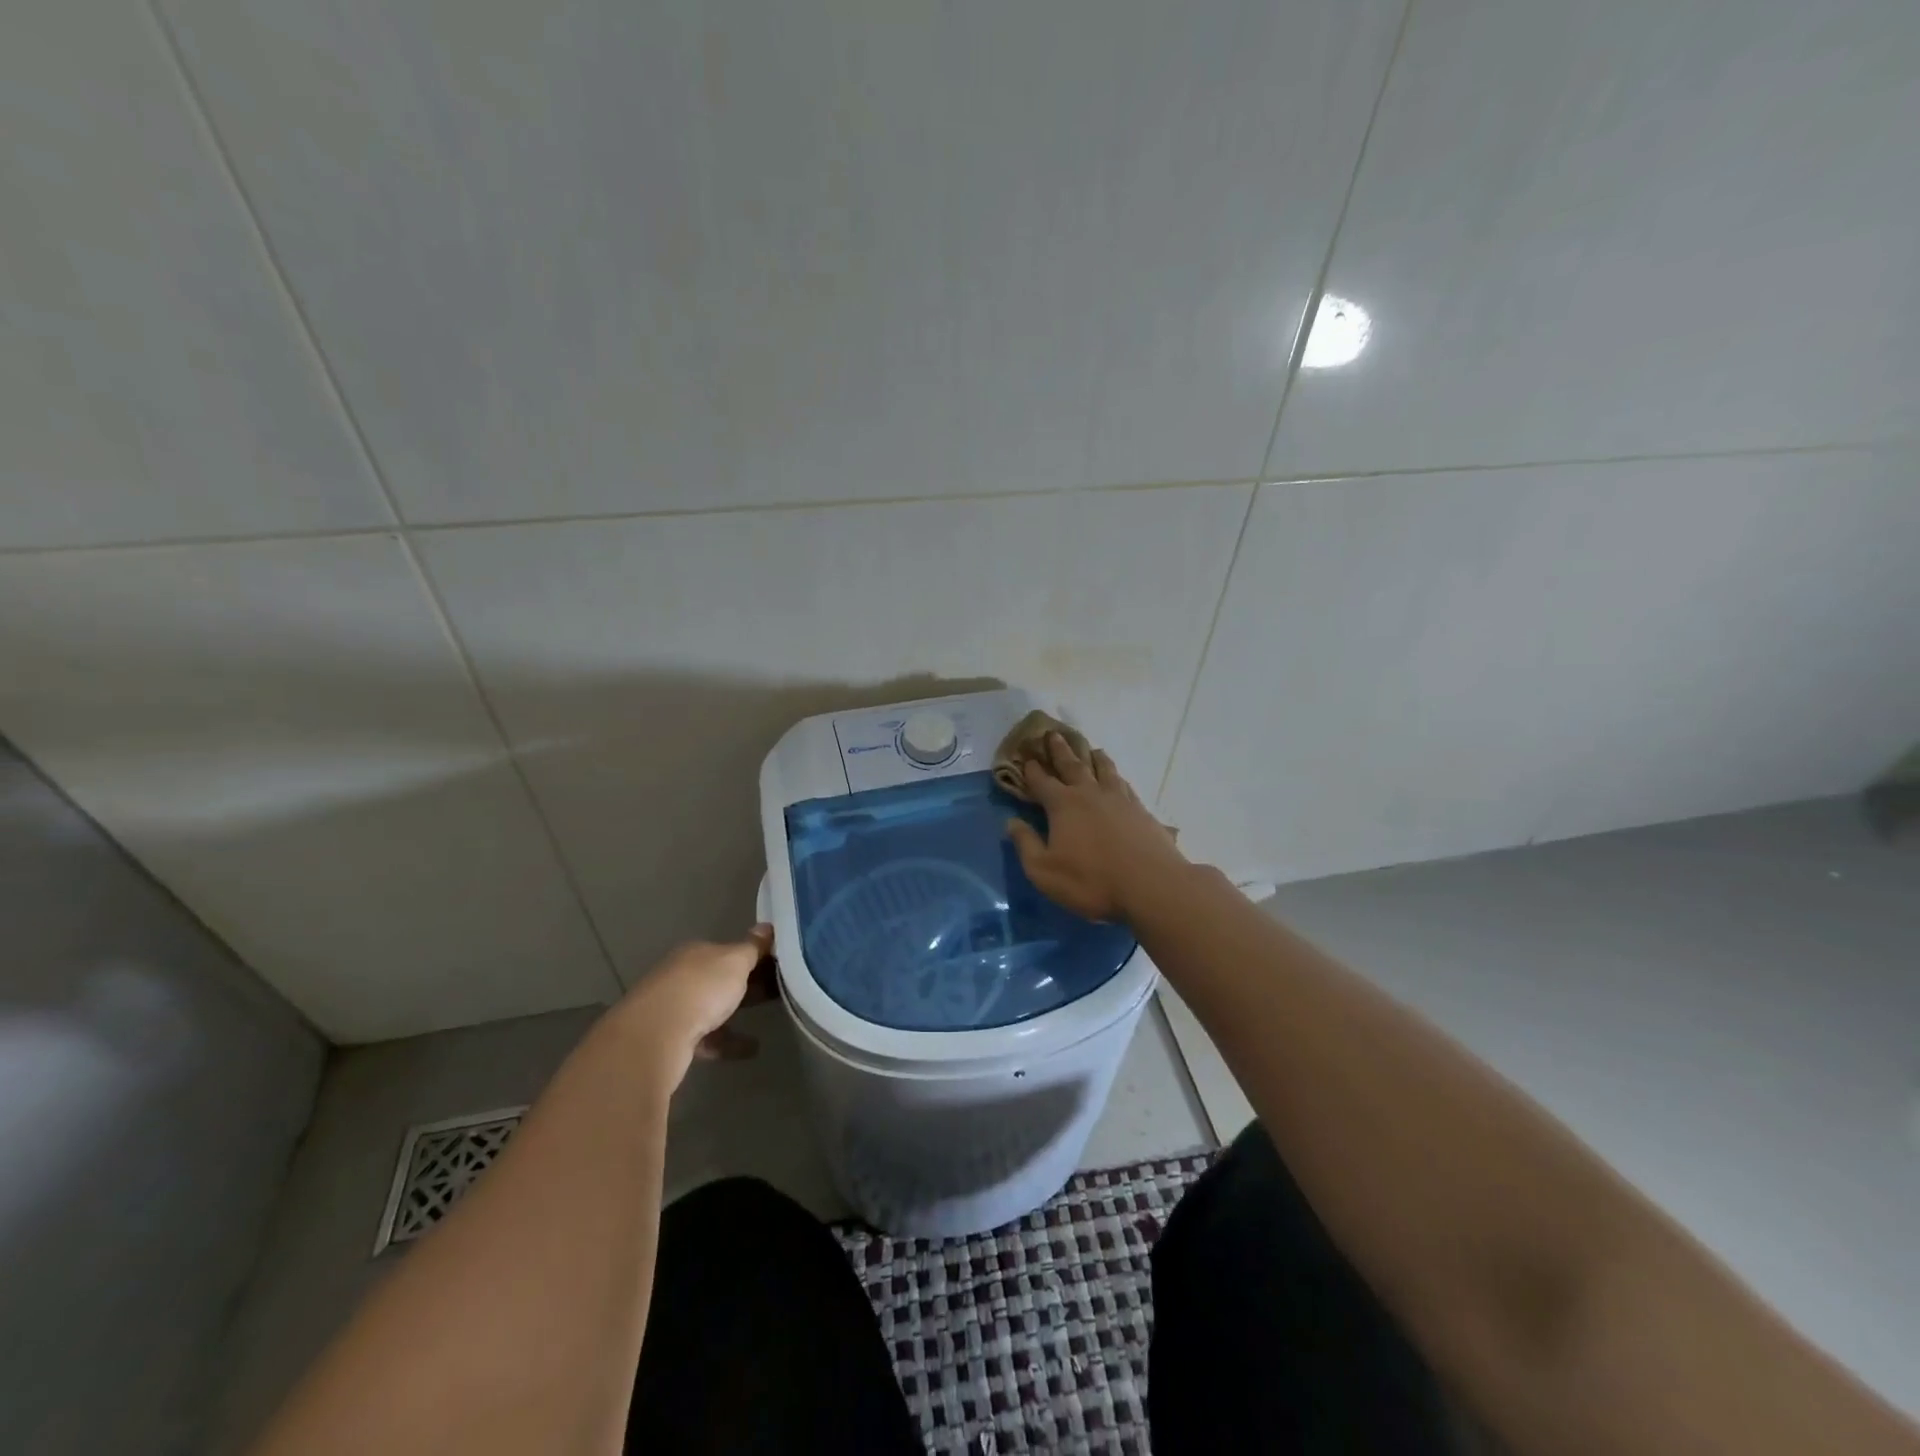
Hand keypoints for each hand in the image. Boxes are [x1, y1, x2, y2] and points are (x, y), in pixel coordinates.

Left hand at [615, 925, 775, 1091]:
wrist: (654, 1036)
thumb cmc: (701, 988)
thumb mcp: (735, 961)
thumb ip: (752, 947)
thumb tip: (767, 926)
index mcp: (696, 953)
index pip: (729, 950)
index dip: (754, 955)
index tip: (779, 964)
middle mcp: (682, 976)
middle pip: (721, 978)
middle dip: (747, 983)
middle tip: (779, 989)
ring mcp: (674, 1008)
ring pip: (713, 1008)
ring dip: (737, 1012)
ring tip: (768, 1018)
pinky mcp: (672, 1039)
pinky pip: (708, 1038)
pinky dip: (729, 1042)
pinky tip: (752, 1049)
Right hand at [1006, 733, 1186, 922]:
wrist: (1150, 885)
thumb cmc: (1091, 880)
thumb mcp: (1044, 871)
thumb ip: (1026, 844)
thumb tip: (1011, 822)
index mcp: (1063, 805)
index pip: (1042, 781)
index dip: (1032, 770)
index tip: (1027, 757)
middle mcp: (1090, 793)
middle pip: (1072, 765)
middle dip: (1060, 750)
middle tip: (1053, 734)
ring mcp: (1119, 799)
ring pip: (1103, 769)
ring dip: (1093, 757)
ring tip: (1091, 749)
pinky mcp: (1141, 810)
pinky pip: (1124, 784)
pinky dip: (1116, 776)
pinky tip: (1118, 778)